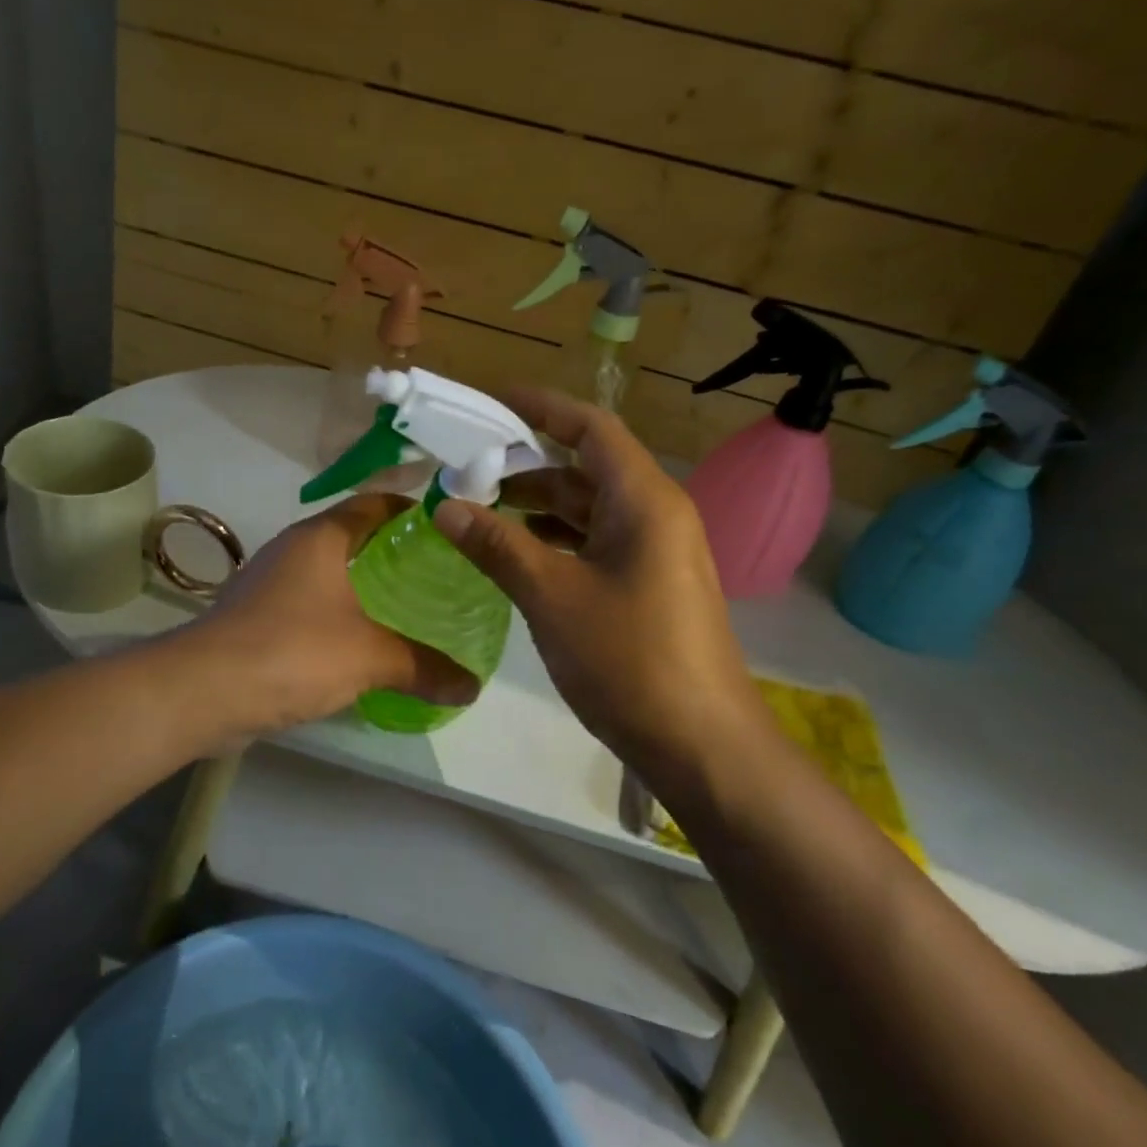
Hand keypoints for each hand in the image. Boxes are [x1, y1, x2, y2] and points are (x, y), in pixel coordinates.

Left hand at [187, 494, 479, 735]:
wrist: (202, 690)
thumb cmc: (292, 651)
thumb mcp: (369, 657)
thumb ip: (423, 667)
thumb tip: (473, 687)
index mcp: (321, 538)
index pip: (373, 504)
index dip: (410, 509)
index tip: (447, 527)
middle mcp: (293, 550)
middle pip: (351, 536)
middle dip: (391, 551)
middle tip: (436, 573)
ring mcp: (269, 582)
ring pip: (327, 572)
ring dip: (361, 585)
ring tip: (406, 607)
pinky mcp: (255, 616)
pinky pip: (308, 604)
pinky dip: (336, 614)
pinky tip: (359, 643)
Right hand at [431, 388, 764, 766]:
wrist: (702, 745)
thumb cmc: (629, 659)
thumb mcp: (552, 596)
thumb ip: (497, 545)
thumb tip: (444, 505)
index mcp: (644, 500)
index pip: (590, 428)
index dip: (541, 408)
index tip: (491, 402)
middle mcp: (656, 514)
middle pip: (587, 466)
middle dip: (528, 462)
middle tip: (469, 466)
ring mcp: (656, 551)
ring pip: (590, 508)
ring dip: (538, 504)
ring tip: (481, 508)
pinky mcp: (650, 584)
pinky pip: (596, 542)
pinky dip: (556, 538)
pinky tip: (517, 552)